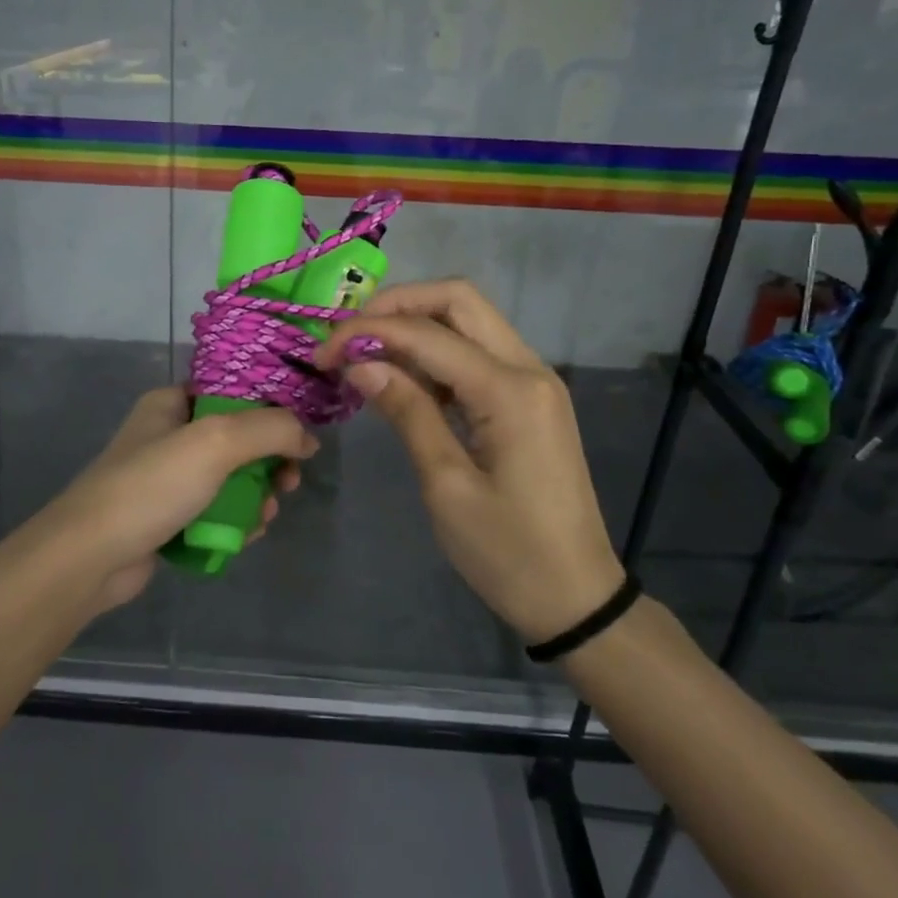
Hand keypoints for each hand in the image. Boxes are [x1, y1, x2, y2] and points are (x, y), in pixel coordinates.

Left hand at [33, 386, 314, 610]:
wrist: (91, 556)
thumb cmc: (152, 485)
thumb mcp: (216, 442)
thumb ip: (270, 430)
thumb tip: (308, 438)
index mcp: (172, 403)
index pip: (233, 392)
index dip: (272, 410)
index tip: (300, 437)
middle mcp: (169, 434)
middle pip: (238, 438)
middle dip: (268, 462)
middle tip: (288, 483)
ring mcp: (167, 478)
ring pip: (230, 479)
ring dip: (256, 496)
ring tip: (265, 516)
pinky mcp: (168, 516)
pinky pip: (215, 511)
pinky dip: (235, 520)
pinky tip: (246, 536)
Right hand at [316, 279, 624, 643]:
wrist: (576, 597)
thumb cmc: (507, 552)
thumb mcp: (446, 485)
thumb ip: (407, 412)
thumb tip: (360, 361)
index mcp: (509, 390)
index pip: (426, 333)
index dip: (367, 332)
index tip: (322, 353)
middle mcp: (528, 369)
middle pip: (458, 300)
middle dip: (397, 305)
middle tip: (349, 336)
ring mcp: (534, 381)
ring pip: (470, 321)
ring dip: (416, 324)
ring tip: (366, 354)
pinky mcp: (529, 399)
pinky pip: (479, 353)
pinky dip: (437, 352)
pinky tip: (403, 378)